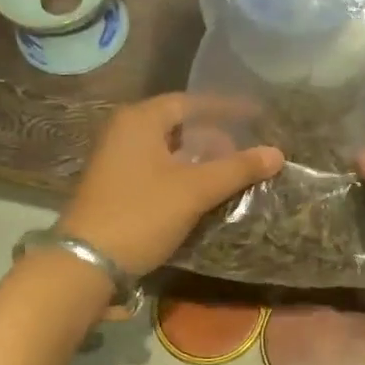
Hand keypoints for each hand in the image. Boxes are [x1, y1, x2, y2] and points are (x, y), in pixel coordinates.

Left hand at [60, 94, 283, 276]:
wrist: (87, 262)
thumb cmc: (142, 214)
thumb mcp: (195, 190)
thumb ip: (237, 169)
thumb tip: (278, 153)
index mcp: (140, 120)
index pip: (190, 102)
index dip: (225, 108)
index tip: (255, 115)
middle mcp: (124, 131)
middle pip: (178, 124)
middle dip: (213, 136)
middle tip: (242, 150)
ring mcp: (116, 158)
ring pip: (167, 148)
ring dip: (198, 156)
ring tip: (227, 171)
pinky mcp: (115, 184)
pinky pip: (156, 166)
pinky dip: (181, 172)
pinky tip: (200, 190)